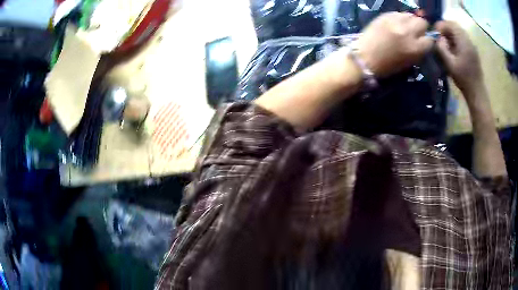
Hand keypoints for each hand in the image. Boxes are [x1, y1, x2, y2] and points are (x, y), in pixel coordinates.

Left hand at [355, 12, 433, 77]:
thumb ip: (418, 51)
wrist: (364, 57)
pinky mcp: (385, 15)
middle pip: (422, 22)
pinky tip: (395, 24)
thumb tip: (424, 41)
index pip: (430, 39)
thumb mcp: (409, 62)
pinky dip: (400, 18)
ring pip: (411, 15)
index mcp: (414, 48)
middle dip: (421, 28)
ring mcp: (395, 21)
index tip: (423, 41)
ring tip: (405, 27)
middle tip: (416, 32)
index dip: (427, 41)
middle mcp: (407, 32)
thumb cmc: (387, 66)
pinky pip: (398, 13)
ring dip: (410, 21)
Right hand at [434, 21, 483, 96]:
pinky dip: (456, 39)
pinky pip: (463, 38)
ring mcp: (472, 46)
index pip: (451, 24)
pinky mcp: (473, 51)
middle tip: (439, 36)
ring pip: (459, 32)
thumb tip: (438, 38)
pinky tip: (453, 48)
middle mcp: (469, 40)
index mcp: (464, 42)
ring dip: (451, 34)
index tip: (435, 32)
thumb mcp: (450, 64)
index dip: (441, 25)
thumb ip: (442, 48)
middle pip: (455, 26)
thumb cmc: (463, 79)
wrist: (477, 92)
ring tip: (445, 42)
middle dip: (446, 28)